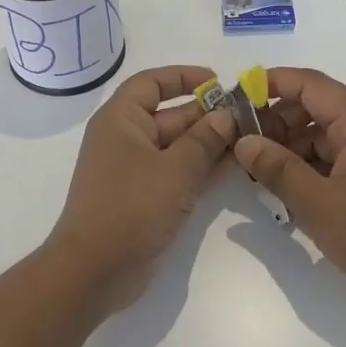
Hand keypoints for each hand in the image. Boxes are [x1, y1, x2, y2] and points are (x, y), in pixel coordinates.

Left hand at [49, 65, 238, 308]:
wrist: (95, 270)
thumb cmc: (131, 207)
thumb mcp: (175, 169)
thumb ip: (204, 140)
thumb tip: (225, 116)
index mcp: (121, 120)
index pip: (151, 83)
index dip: (183, 77)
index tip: (218, 81)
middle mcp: (125, 139)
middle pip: (169, 116)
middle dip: (207, 115)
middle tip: (249, 117)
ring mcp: (134, 171)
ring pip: (176, 147)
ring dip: (209, 144)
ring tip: (250, 141)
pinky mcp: (144, 199)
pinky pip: (176, 174)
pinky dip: (201, 169)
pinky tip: (234, 168)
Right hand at [236, 67, 345, 313]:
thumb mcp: (318, 204)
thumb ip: (278, 169)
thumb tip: (244, 141)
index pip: (310, 85)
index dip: (273, 83)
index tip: (237, 97)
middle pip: (313, 108)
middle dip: (275, 121)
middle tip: (242, 144)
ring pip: (320, 137)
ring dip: (289, 148)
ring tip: (257, 172)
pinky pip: (332, 160)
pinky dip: (306, 168)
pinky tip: (285, 190)